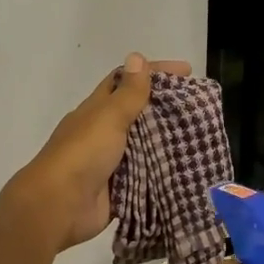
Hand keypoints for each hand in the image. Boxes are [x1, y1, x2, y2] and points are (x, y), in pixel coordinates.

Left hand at [5, 53, 190, 252]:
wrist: (60, 207)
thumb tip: (136, 56)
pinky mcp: (120, 188)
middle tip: (202, 107)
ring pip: (145, 145)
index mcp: (97, 110)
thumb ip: (127, 93)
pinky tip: (188, 168)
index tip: (187, 71)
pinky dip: (164, 171)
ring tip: (203, 136)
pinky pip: (147, 176)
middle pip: (139, 113)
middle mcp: (103, 132)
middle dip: (167, 108)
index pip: (127, 81)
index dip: (154, 72)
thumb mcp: (108, 118)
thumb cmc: (83, 154)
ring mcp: (111, 162)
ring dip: (169, 141)